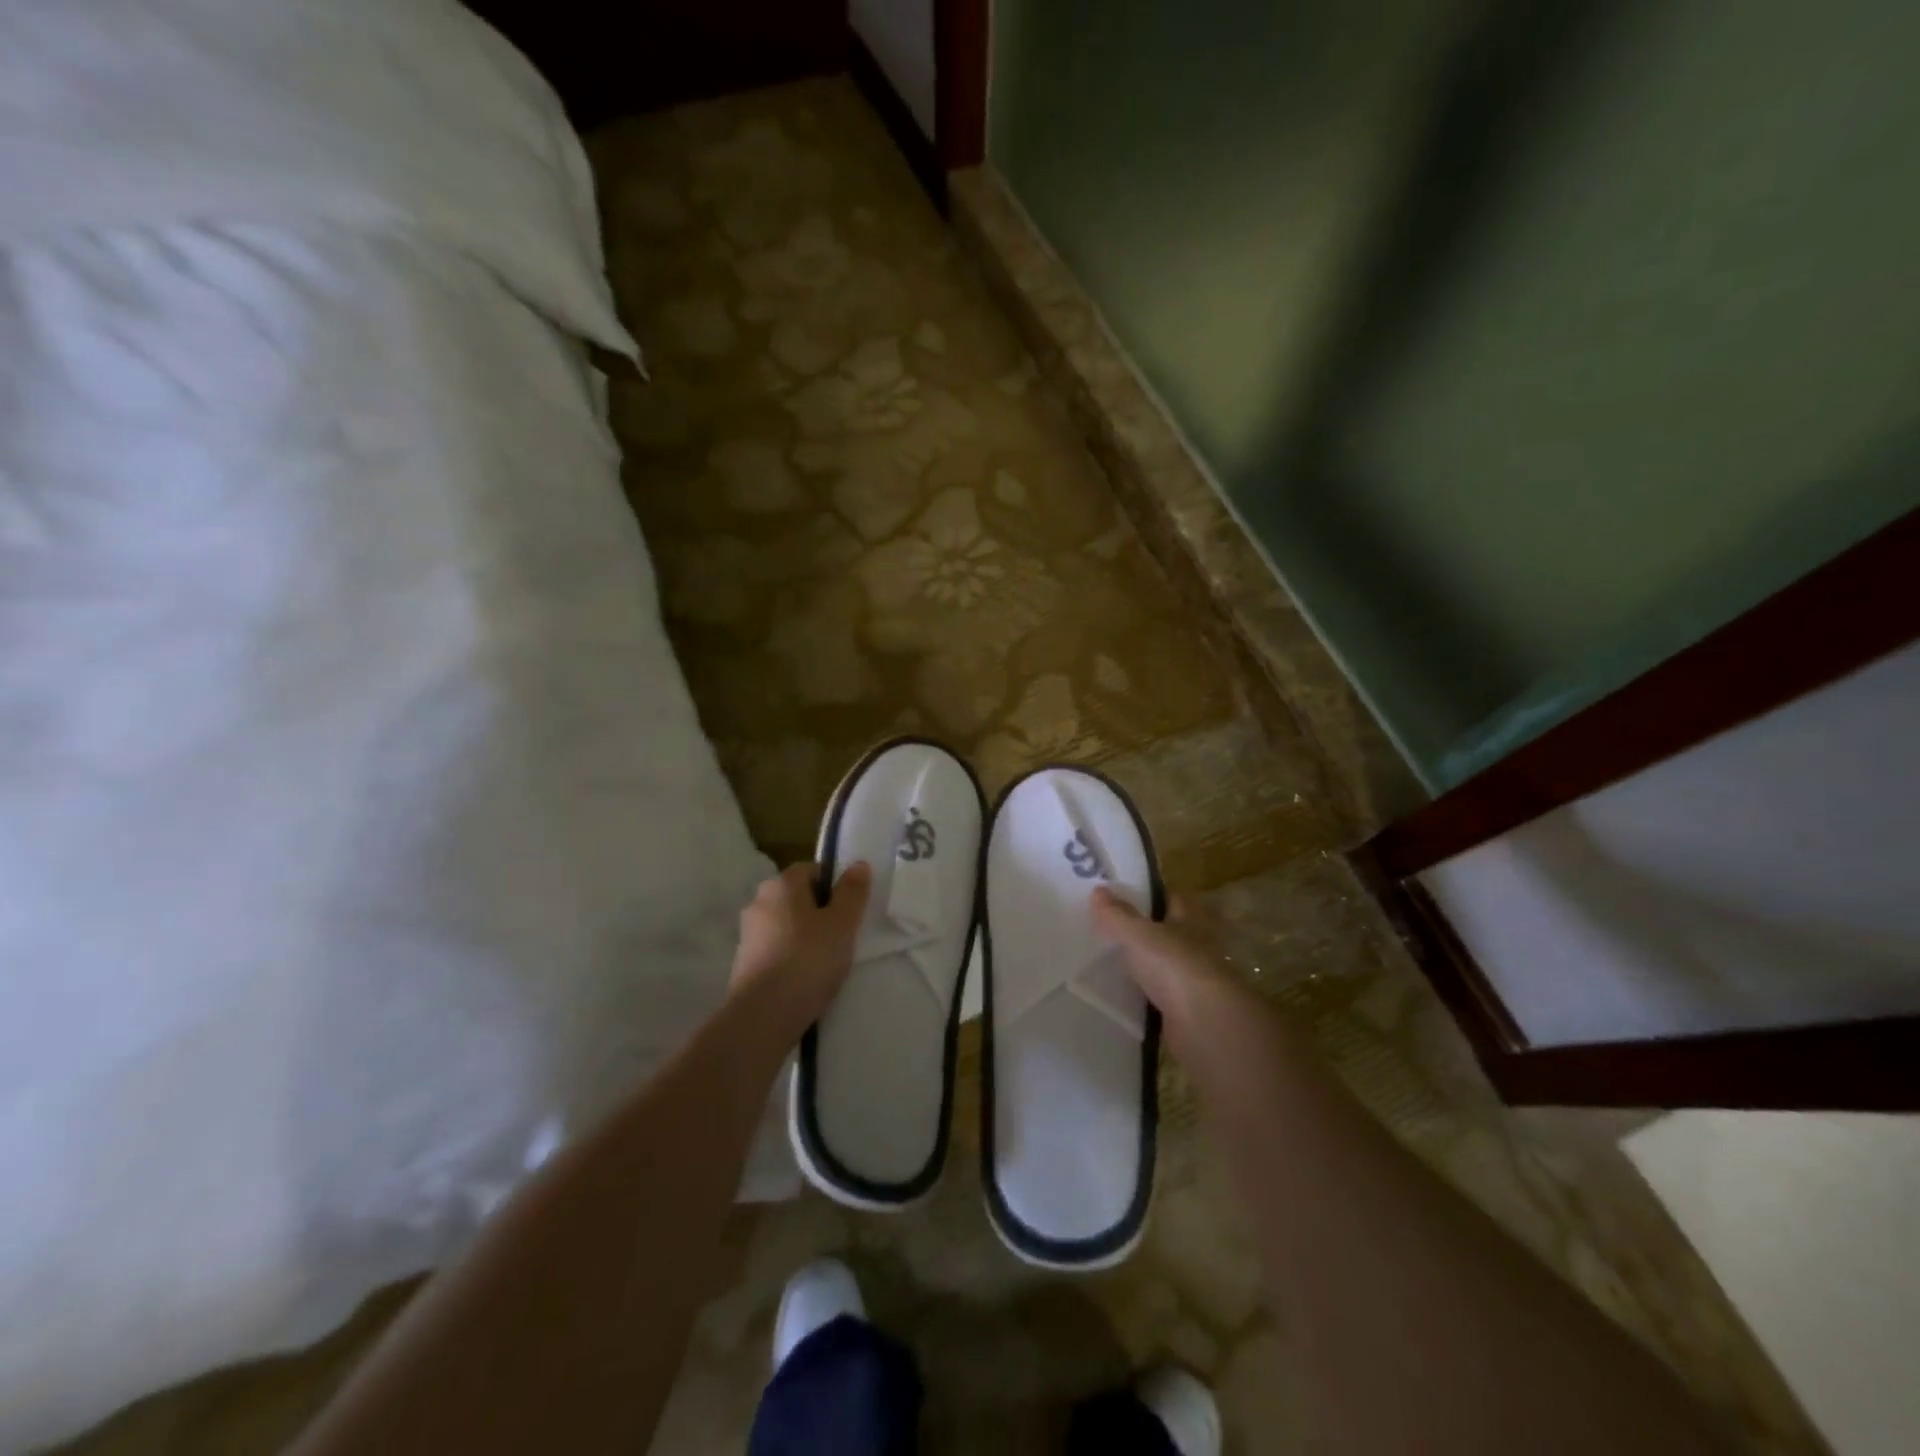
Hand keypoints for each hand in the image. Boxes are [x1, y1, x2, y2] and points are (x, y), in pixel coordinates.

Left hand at [730, 861, 871, 1037]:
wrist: (763, 1015)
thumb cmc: (808, 960)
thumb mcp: (842, 924)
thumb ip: (852, 892)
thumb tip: (858, 864)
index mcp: (781, 884)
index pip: (811, 869)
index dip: (833, 886)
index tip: (848, 911)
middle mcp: (759, 901)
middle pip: (796, 897)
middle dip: (818, 912)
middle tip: (841, 936)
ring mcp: (747, 933)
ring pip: (785, 924)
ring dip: (803, 936)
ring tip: (824, 961)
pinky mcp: (743, 962)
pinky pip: (774, 949)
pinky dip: (789, 957)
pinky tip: (803, 978)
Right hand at [1091, 887, 1237, 1031]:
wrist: (1205, 1025)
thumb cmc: (1175, 966)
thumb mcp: (1139, 934)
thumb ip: (1117, 914)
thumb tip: (1098, 889)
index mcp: (1189, 919)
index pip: (1169, 896)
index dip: (1146, 892)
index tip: (1116, 891)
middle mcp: (1194, 945)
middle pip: (1164, 930)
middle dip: (1138, 928)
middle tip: (1101, 924)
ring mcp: (1190, 978)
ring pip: (1159, 962)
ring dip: (1139, 961)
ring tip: (1102, 957)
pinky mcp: (1182, 1009)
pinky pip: (1155, 993)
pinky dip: (1139, 992)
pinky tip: (1115, 991)